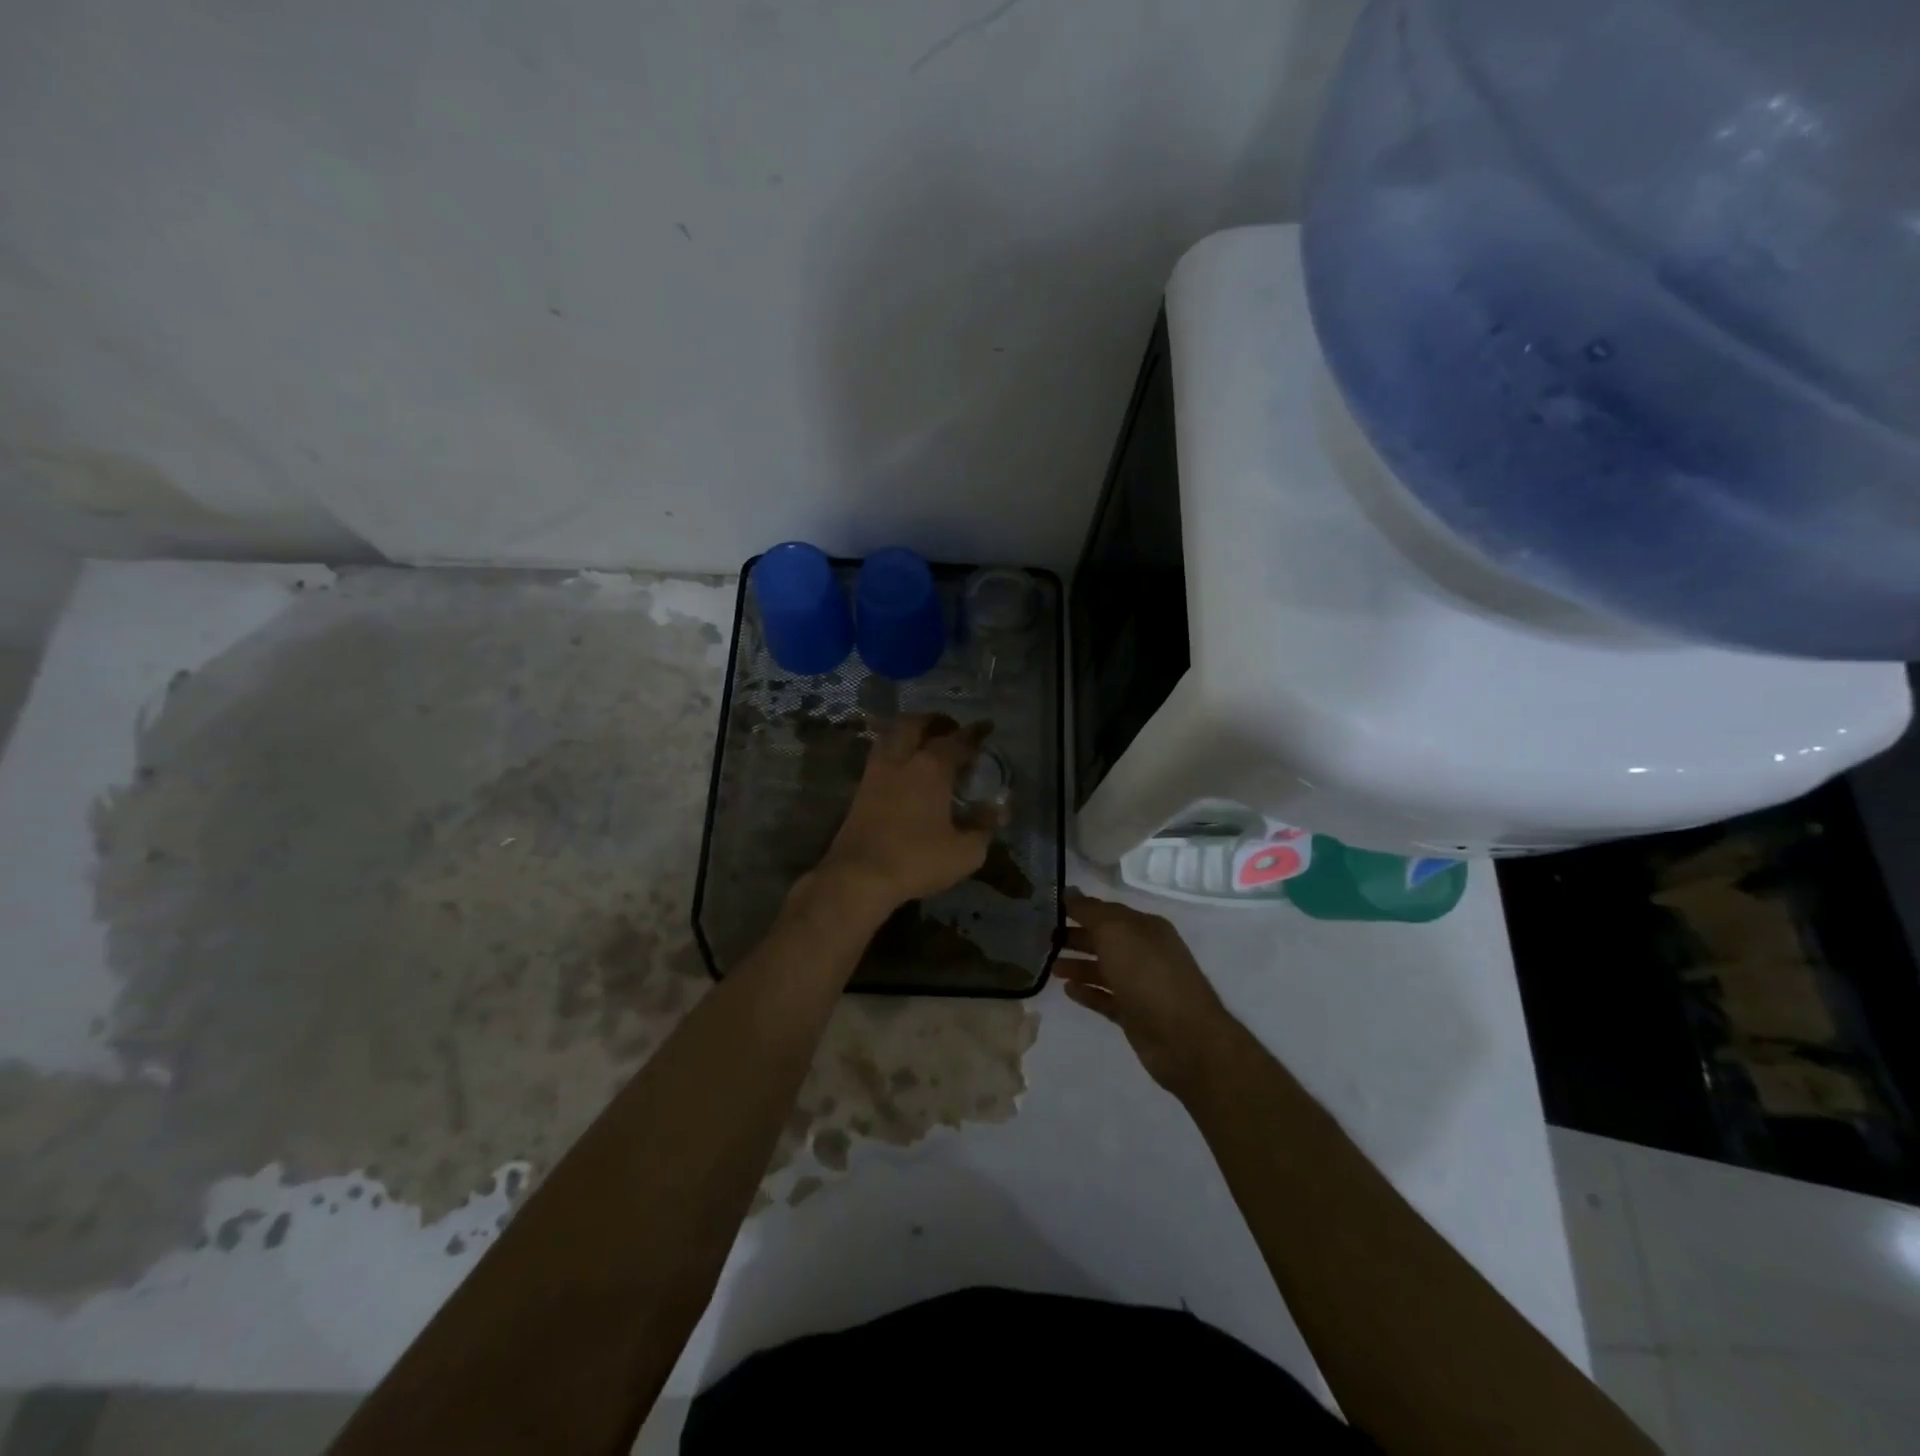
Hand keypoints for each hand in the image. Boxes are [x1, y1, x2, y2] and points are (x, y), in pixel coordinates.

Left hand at [811, 714, 994, 914]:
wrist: (858, 876)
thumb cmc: (916, 861)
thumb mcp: (964, 852)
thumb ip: (984, 827)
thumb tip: (999, 809)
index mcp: (932, 768)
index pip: (958, 740)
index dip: (975, 732)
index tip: (987, 726)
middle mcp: (902, 760)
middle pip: (915, 724)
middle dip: (935, 721)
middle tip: (951, 728)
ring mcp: (876, 772)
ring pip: (891, 734)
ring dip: (909, 730)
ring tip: (924, 741)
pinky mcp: (860, 788)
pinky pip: (879, 754)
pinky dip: (894, 749)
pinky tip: (903, 766)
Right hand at [1054, 890, 1240, 1097]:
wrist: (1183, 1038)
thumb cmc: (1148, 974)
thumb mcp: (1116, 931)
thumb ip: (1090, 911)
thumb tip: (1069, 891)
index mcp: (1145, 927)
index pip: (1107, 912)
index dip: (1079, 909)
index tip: (1048, 909)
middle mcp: (1145, 952)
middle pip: (1104, 940)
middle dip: (1075, 938)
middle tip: (1042, 939)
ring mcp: (1141, 986)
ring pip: (1104, 970)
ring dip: (1078, 966)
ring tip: (1050, 967)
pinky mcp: (1135, 1015)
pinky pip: (1106, 999)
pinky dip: (1088, 993)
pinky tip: (1067, 991)